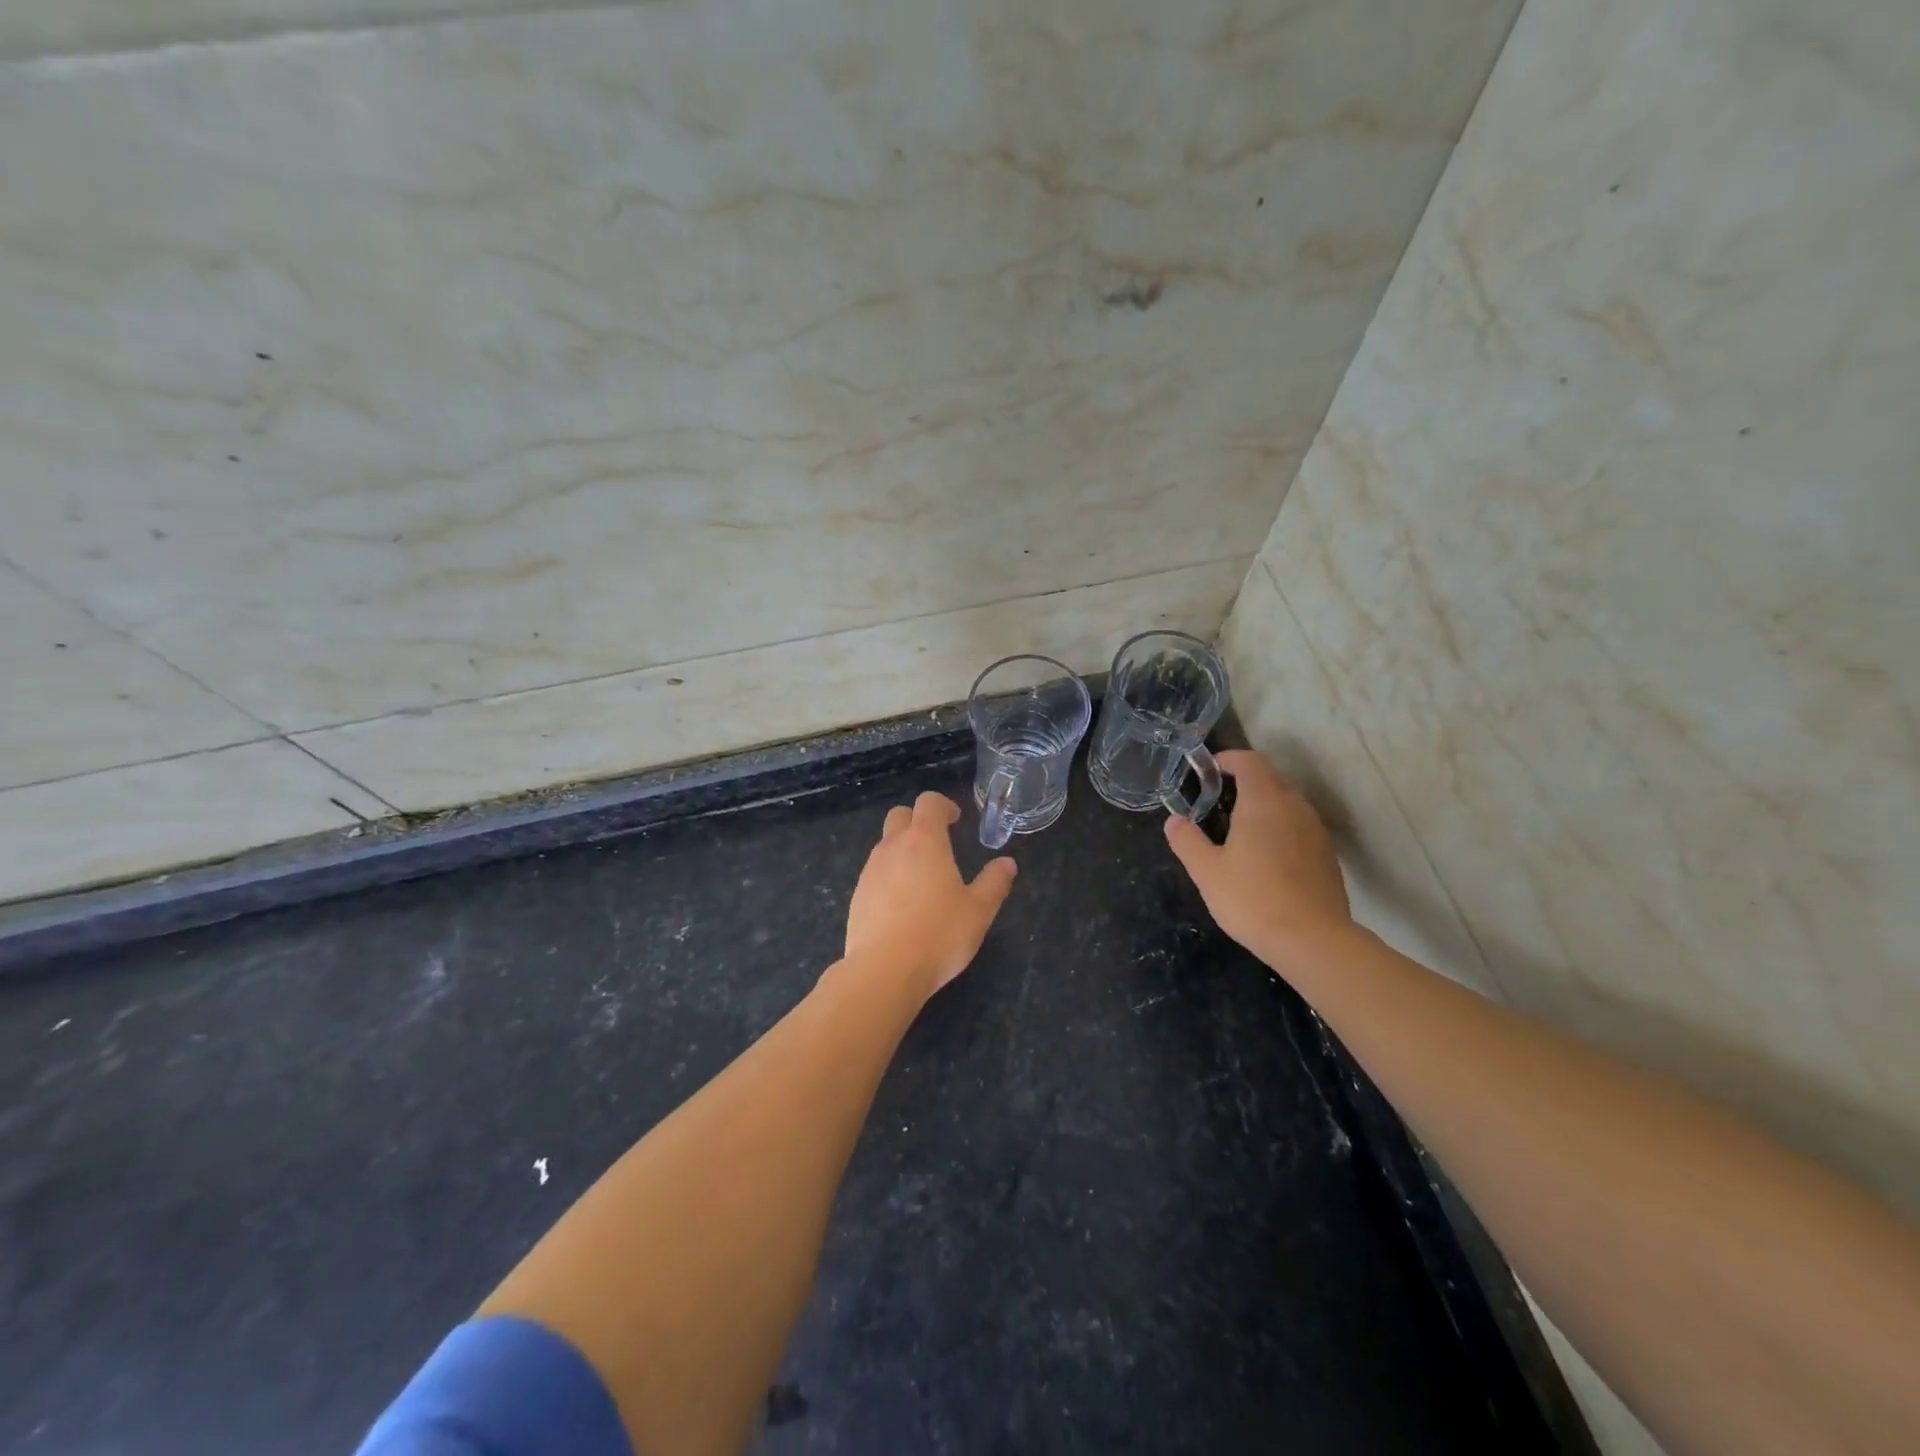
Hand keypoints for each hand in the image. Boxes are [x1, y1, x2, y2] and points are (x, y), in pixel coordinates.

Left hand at [844, 791, 1017, 997]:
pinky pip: (875, 873)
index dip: (943, 806)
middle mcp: (893, 847)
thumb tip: (1007, 863)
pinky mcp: (857, 896)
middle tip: (938, 843)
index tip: (956, 821)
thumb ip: (994, 883)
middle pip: (900, 816)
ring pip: (885, 845)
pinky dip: (890, 877)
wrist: (884, 971)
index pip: (928, 803)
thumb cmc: (939, 934)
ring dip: (903, 850)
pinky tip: (903, 906)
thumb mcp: (978, 911)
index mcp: (924, 841)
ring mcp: (870, 871)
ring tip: (923, 879)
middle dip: (918, 821)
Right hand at [1163, 750, 1351, 966]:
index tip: (1210, 769)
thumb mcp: (1206, 871)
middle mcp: (1294, 807)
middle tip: (1219, 802)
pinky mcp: (1327, 855)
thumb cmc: (1252, 899)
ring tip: (1241, 832)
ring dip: (1265, 807)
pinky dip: (1281, 830)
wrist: (1313, 941)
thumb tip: (1174, 821)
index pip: (1250, 761)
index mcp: (1263, 802)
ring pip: (1288, 804)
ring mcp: (1316, 831)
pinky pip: (1300, 828)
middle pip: (1271, 780)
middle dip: (1245, 783)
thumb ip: (1187, 841)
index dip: (1230, 759)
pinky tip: (1267, 859)